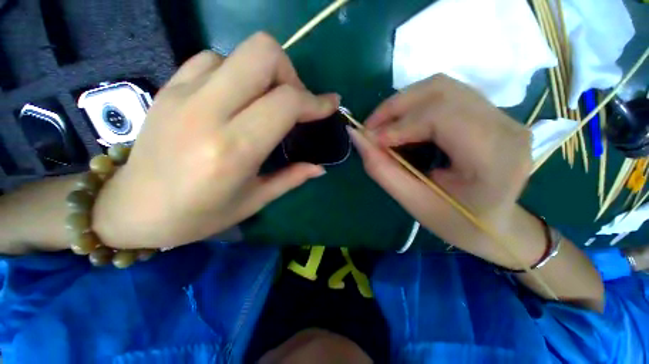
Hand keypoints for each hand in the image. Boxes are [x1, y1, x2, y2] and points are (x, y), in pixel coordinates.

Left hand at [93, 33, 338, 248]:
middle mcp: (208, 112)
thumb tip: (320, 167)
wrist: (130, 210)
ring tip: (265, 103)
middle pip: (263, 54)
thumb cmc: (198, 216)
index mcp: (234, 149)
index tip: (329, 105)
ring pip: (239, 54)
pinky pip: (211, 59)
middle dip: (290, 73)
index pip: (286, 102)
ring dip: (263, 74)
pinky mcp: (168, 88)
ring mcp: (183, 94)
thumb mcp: (254, 201)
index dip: (316, 101)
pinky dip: (235, 72)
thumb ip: (292, 178)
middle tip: (293, 102)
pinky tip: (235, 98)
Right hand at [350, 75, 533, 264]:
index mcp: (495, 157)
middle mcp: (505, 127)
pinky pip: (446, 95)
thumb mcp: (414, 202)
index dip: (398, 125)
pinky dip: (415, 106)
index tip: (370, 140)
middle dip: (395, 107)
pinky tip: (403, 125)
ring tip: (383, 126)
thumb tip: (357, 137)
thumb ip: (382, 170)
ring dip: (403, 103)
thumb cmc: (456, 222)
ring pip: (442, 87)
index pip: (441, 116)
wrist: (495, 226)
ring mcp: (502, 116)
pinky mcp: (490, 114)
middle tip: (370, 128)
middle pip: (441, 91)